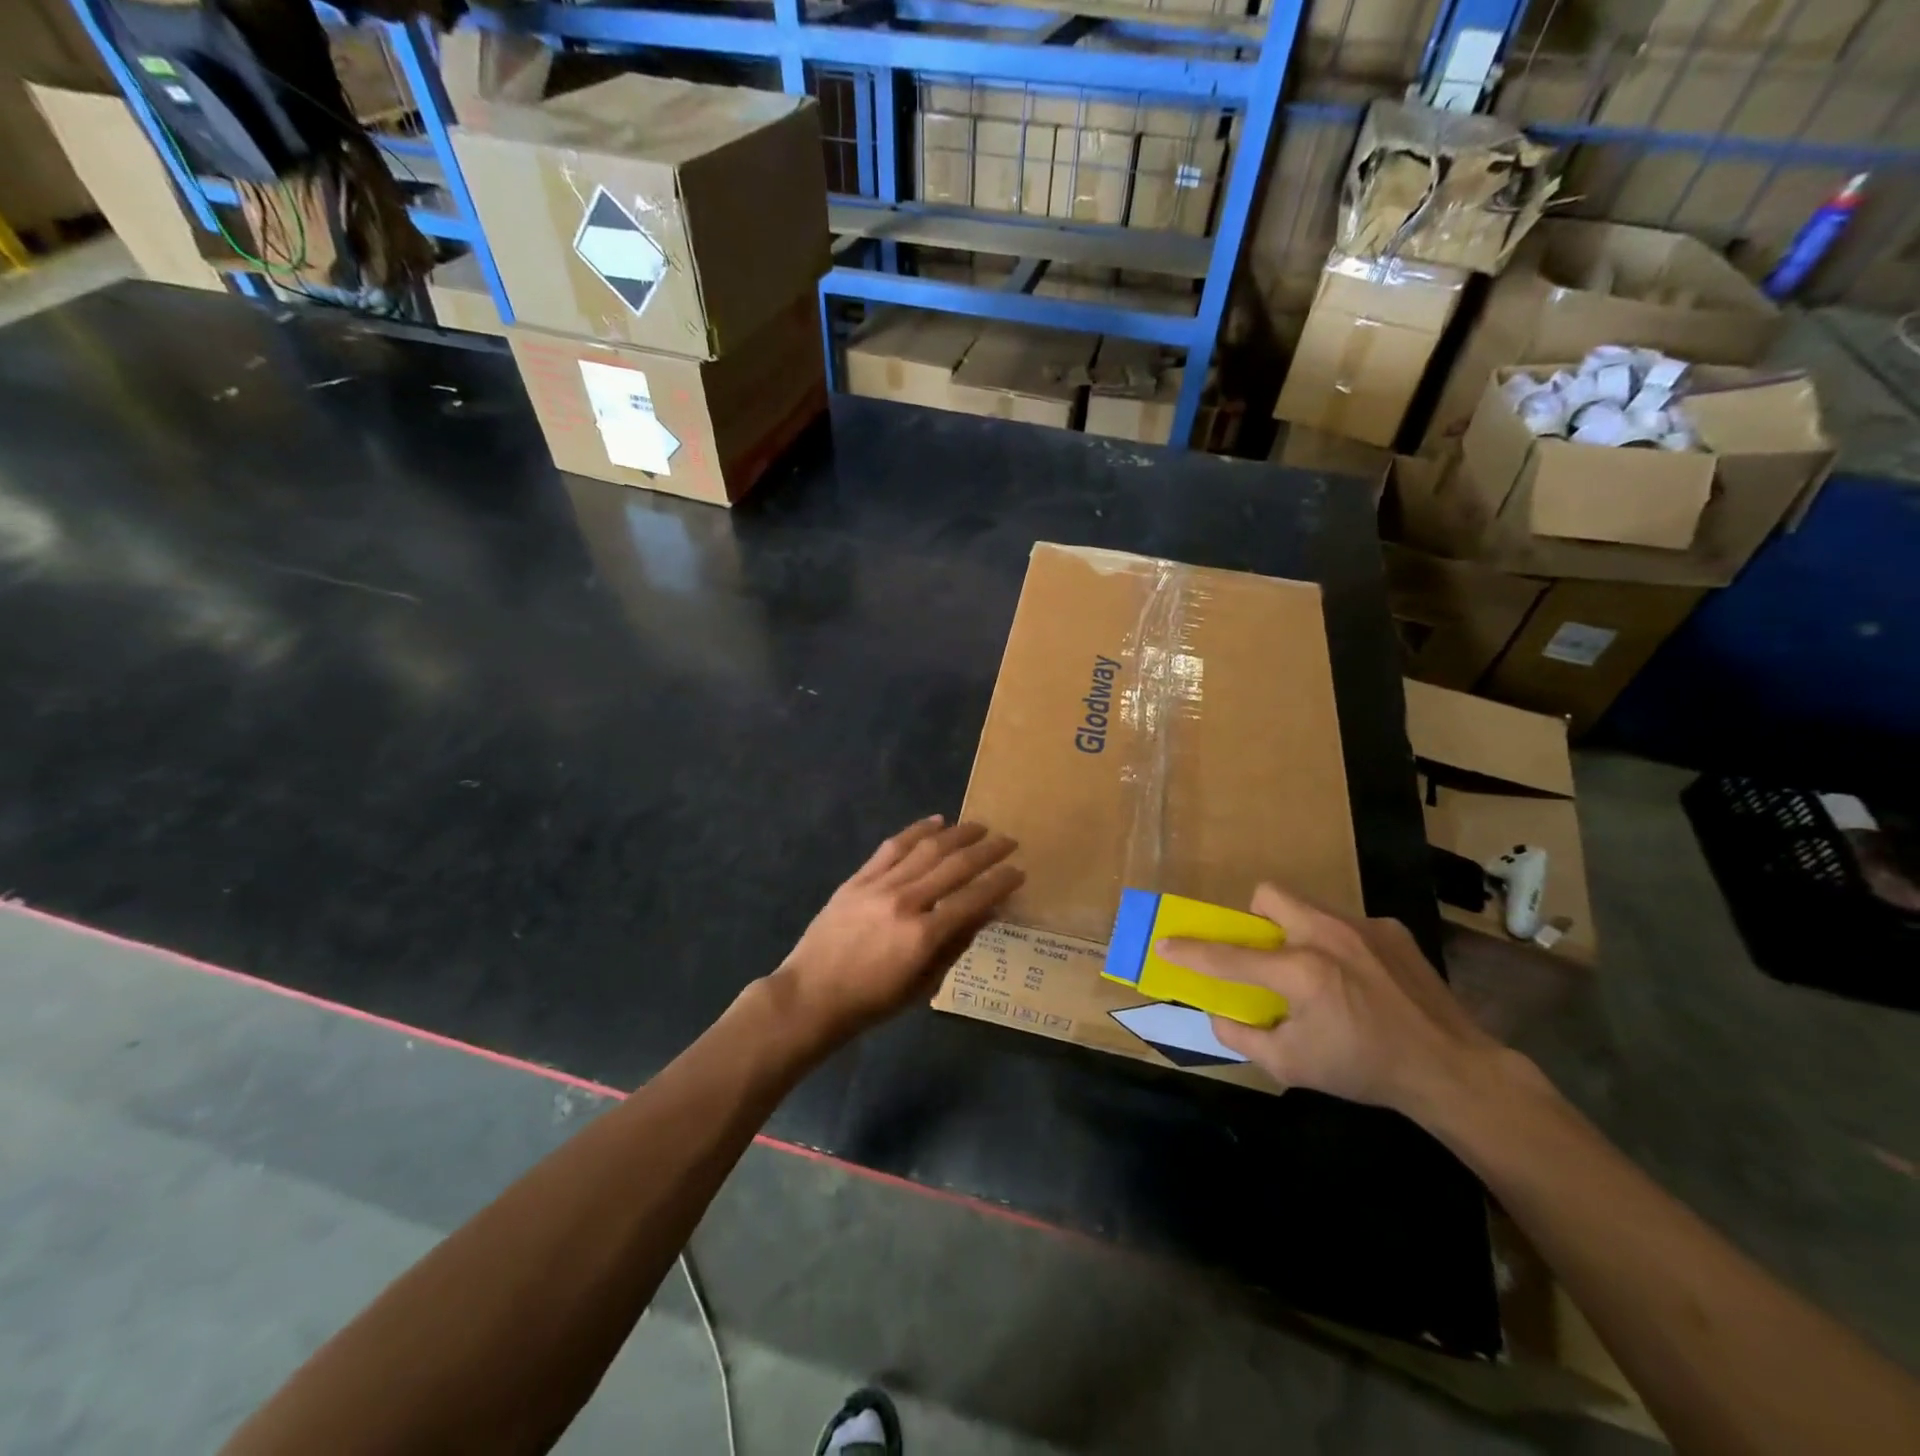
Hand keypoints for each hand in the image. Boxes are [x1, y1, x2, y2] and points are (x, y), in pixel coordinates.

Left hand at [773, 816, 1022, 1040]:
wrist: (811, 995)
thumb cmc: (872, 1001)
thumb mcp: (924, 984)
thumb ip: (956, 945)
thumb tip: (986, 912)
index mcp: (924, 936)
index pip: (973, 899)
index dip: (1000, 883)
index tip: (1019, 871)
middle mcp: (905, 902)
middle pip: (955, 866)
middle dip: (987, 851)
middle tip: (1008, 841)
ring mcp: (879, 886)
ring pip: (926, 848)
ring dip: (957, 834)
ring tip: (979, 827)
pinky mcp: (858, 878)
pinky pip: (893, 847)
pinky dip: (917, 830)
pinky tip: (936, 822)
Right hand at [1158, 884, 1499, 1119]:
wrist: (1452, 1070)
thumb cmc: (1365, 1069)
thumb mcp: (1292, 1066)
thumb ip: (1243, 1036)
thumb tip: (1218, 1013)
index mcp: (1301, 971)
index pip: (1230, 956)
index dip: (1191, 951)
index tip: (1165, 943)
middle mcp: (1328, 936)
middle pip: (1270, 896)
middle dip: (1255, 918)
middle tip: (1266, 954)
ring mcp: (1363, 927)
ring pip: (1308, 906)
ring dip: (1297, 931)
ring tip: (1318, 972)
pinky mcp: (1391, 930)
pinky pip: (1345, 923)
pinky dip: (1338, 945)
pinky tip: (1360, 979)